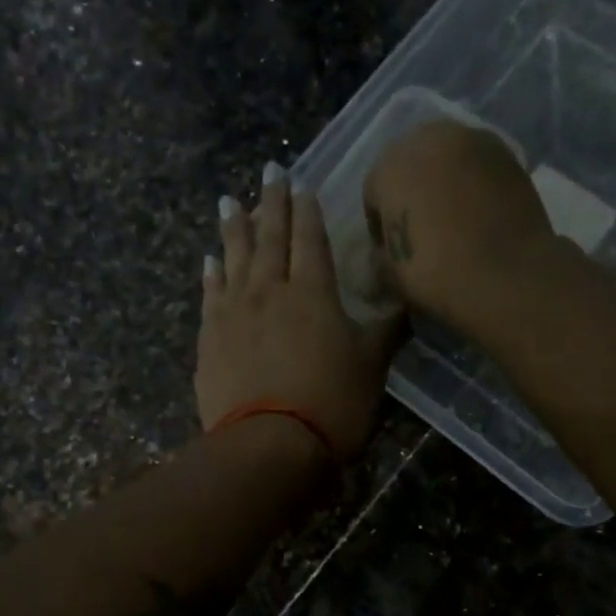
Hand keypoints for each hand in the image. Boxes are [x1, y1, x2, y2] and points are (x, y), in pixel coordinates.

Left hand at [198, 165, 400, 462]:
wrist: (269, 444)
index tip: (301, 184)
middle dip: (271, 202)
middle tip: (268, 171)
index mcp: (313, 292)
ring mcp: (234, 313)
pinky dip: (210, 274)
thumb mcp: (371, 366)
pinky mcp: (209, 338)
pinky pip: (209, 295)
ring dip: (233, 228)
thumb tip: (406, 304)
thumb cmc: (331, 404)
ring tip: (228, 201)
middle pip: (270, 237)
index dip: (307, 210)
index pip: (310, 239)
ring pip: (234, 258)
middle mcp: (270, 290)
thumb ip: (387, 330)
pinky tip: (208, 260)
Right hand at [362, 119, 556, 325]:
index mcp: (390, 166)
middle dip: (410, 189)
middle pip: (410, 162)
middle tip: (419, 226)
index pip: (373, 190)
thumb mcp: (391, 274)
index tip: (389, 247)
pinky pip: (477, 164)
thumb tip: (385, 251)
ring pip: (446, 156)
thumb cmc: (437, 275)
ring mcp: (473, 140)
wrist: (508, 276)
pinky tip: (478, 212)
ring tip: (451, 216)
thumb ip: (380, 255)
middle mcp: (429, 139)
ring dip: (443, 180)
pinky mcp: (508, 153)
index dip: (378, 222)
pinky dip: (473, 182)